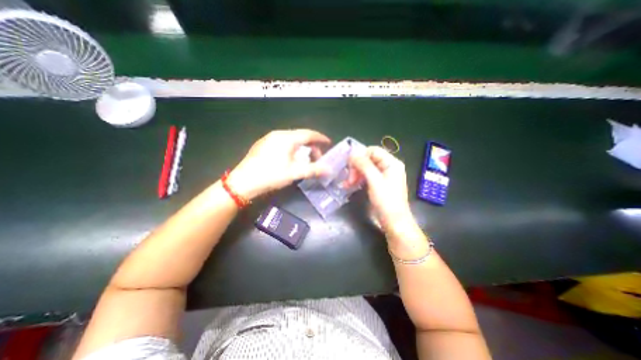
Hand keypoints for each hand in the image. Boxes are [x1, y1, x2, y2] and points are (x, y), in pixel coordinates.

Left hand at [228, 128, 330, 198]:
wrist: (243, 181)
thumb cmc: (271, 175)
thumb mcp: (294, 173)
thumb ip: (313, 170)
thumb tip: (329, 170)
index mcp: (287, 138)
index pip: (308, 134)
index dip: (320, 138)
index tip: (328, 143)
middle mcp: (278, 134)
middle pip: (300, 136)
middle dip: (311, 146)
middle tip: (317, 158)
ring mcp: (269, 138)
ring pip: (291, 140)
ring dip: (301, 148)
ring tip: (305, 160)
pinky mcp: (263, 145)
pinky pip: (283, 143)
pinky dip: (292, 149)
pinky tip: (291, 159)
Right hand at [350, 147, 421, 240]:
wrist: (394, 222)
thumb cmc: (386, 201)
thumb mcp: (374, 181)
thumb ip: (364, 165)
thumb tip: (353, 154)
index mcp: (392, 163)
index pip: (373, 151)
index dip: (360, 156)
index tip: (349, 165)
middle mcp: (388, 167)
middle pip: (369, 159)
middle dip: (357, 167)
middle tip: (349, 178)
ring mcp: (384, 176)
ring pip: (366, 168)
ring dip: (355, 174)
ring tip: (347, 184)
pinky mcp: (379, 184)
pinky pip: (367, 177)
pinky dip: (358, 179)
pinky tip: (350, 185)